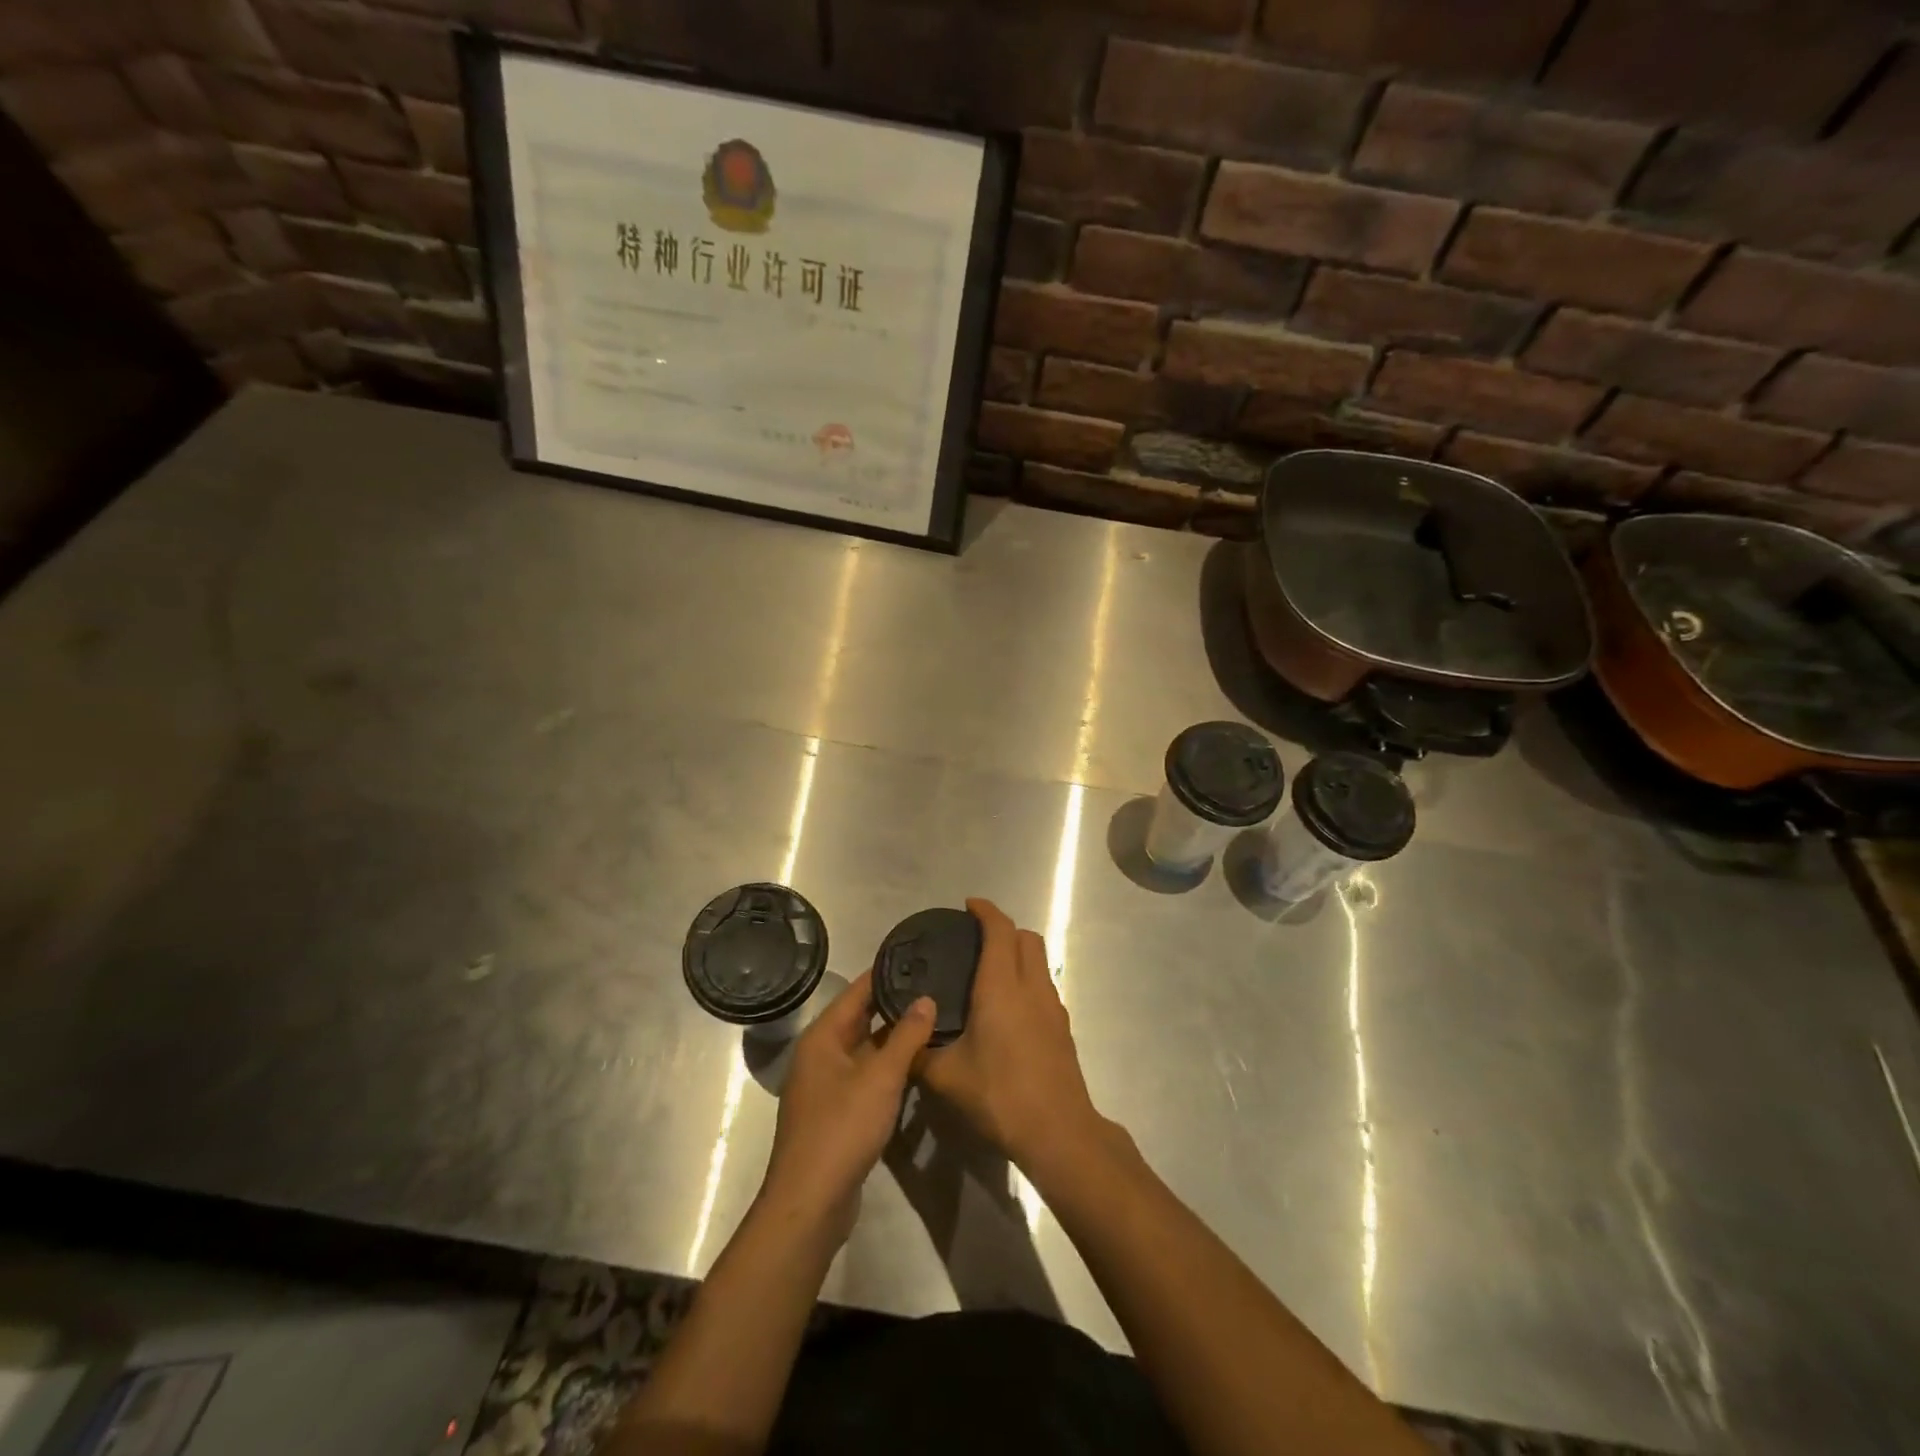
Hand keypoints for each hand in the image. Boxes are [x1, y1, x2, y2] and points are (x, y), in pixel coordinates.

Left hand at [760, 970, 934, 1246]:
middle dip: (894, 1004)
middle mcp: (820, 1055)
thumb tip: (926, 998)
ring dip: (893, 1038)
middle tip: (933, 987)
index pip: (857, 991)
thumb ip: (906, 1036)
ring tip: (933, 1019)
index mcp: (823, 1037)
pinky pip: (865, 1076)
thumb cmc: (842, 1128)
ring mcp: (826, 1086)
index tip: (917, 956)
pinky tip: (917, 1065)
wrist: (810, 1202)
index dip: (885, 973)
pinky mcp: (836, 1113)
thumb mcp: (881, 1078)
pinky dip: (888, 1067)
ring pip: (865, 1049)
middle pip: (860, 1019)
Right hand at [913, 898, 1103, 1172]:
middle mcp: (1031, 987)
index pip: (1000, 930)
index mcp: (1001, 987)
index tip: (968, 906)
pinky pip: (1043, 986)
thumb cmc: (1000, 1095)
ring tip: (988, 971)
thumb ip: (920, 1054)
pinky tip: (1007, 1008)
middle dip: (1004, 928)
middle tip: (975, 940)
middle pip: (1026, 937)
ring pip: (1039, 961)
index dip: (985, 911)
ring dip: (1018, 953)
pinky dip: (1026, 979)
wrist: (1059, 1132)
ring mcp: (1052, 1007)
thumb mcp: (947, 1078)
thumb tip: (902, 1041)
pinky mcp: (1062, 1028)